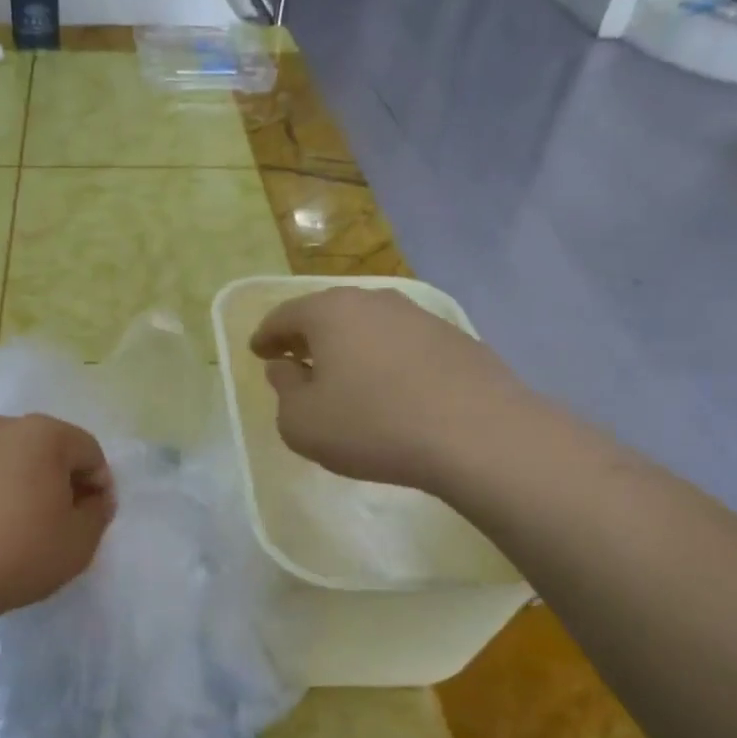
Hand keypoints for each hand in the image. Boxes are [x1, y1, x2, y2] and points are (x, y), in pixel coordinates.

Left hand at [0, 414, 115, 623]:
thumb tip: (93, 498)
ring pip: (6, 462)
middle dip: (59, 481)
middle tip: (58, 523)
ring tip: (16, 530)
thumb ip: (98, 513)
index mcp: (43, 434)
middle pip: (46, 449)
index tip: (91, 520)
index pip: (88, 451)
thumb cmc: (18, 553)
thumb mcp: (79, 542)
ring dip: (20, 486)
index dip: (98, 486)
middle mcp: (0, 428)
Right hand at [249, 286, 529, 490]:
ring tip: (343, 376)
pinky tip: (389, 388)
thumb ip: (284, 391)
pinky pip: (402, 344)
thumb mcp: (301, 422)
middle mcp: (374, 301)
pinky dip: (384, 359)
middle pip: (328, 313)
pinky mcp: (455, 340)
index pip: (283, 316)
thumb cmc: (372, 426)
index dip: (265, 336)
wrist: (479, 436)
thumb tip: (286, 368)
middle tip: (295, 359)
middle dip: (307, 336)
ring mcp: (420, 316)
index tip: (258, 353)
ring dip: (349, 347)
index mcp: (329, 312)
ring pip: (368, 326)